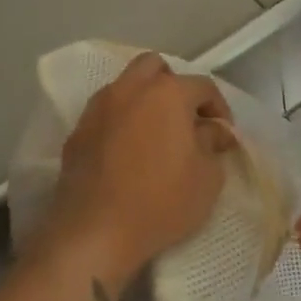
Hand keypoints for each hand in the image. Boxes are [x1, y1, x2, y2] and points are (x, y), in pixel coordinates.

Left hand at [43, 53, 234, 291]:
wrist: (94, 232)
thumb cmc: (161, 202)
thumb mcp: (207, 178)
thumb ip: (213, 143)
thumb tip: (212, 130)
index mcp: (167, 93)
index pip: (202, 86)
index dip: (219, 108)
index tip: (223, 134)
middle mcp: (130, 89)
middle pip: (155, 68)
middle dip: (174, 86)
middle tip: (185, 119)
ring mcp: (98, 108)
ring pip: (125, 86)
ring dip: (144, 100)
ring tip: (155, 133)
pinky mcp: (77, 131)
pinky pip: (105, 113)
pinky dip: (120, 121)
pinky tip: (128, 151)